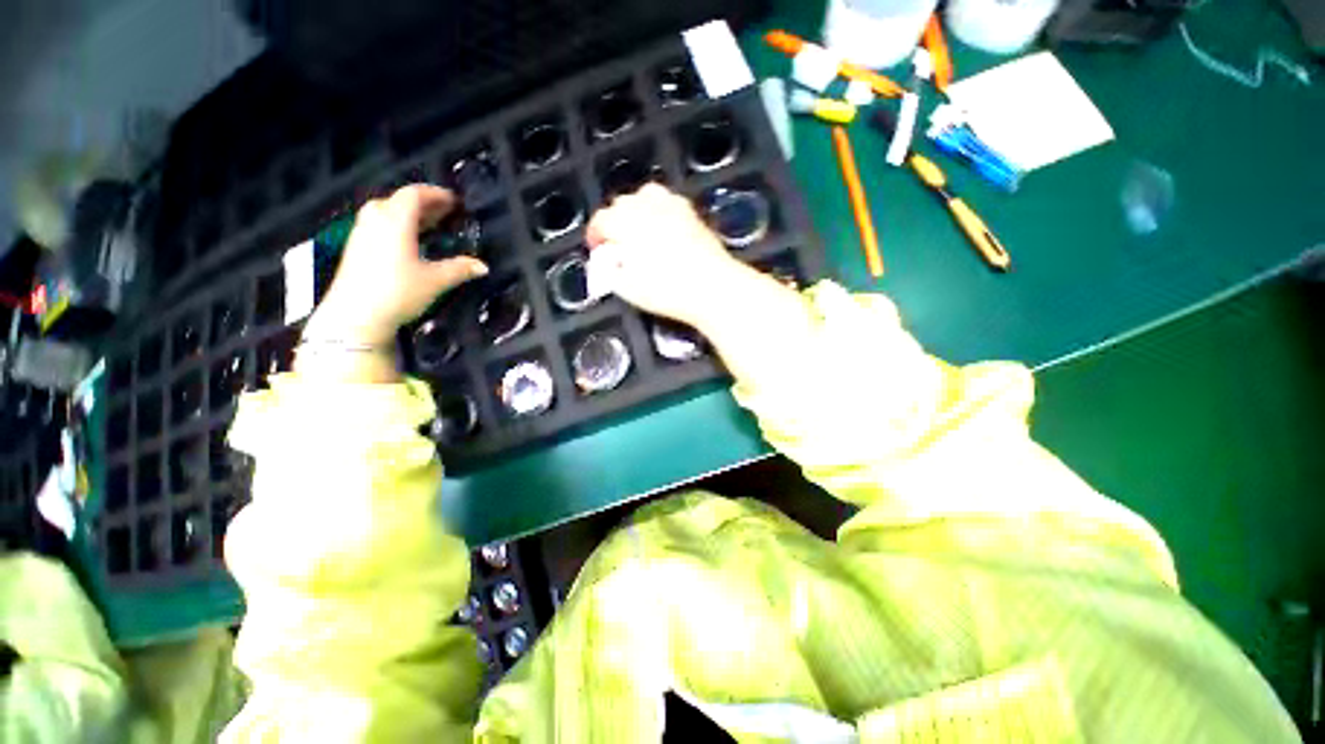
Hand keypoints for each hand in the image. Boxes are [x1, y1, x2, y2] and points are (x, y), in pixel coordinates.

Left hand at [304, 185, 487, 345]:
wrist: (356, 315)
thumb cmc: (399, 292)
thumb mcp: (436, 281)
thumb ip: (459, 269)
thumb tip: (483, 266)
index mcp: (396, 222)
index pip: (414, 195)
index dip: (435, 194)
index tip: (453, 201)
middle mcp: (376, 221)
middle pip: (397, 200)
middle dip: (423, 203)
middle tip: (443, 212)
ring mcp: (362, 234)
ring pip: (384, 212)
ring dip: (407, 214)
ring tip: (427, 225)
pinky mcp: (355, 249)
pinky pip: (377, 225)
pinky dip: (395, 225)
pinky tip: (407, 242)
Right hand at [586, 183, 745, 324]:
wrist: (712, 288)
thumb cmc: (667, 291)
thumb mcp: (628, 289)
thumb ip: (610, 271)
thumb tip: (607, 261)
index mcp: (627, 223)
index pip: (602, 219)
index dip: (595, 234)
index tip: (597, 249)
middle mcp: (648, 207)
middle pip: (621, 203)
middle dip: (614, 221)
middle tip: (616, 245)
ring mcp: (673, 206)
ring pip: (645, 195)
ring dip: (636, 210)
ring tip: (638, 232)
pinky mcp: (691, 213)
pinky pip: (668, 201)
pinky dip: (658, 210)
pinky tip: (663, 229)